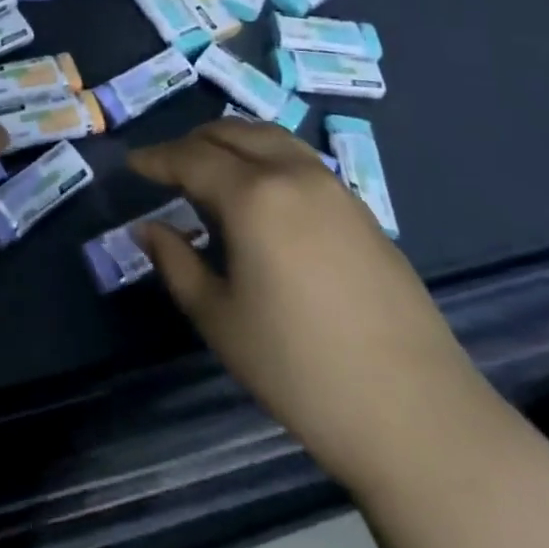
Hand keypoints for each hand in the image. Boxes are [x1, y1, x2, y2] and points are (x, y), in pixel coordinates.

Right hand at [130, 119, 497, 495]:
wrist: (417, 414)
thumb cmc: (301, 369)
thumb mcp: (220, 320)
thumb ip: (176, 262)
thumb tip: (146, 228)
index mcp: (253, 195)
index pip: (190, 157)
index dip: (156, 158)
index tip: (132, 163)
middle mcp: (292, 174)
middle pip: (231, 133)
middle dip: (192, 142)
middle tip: (167, 167)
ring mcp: (334, 187)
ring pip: (270, 137)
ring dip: (232, 142)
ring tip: (211, 169)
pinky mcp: (362, 209)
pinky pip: (300, 159)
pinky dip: (267, 157)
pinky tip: (263, 193)